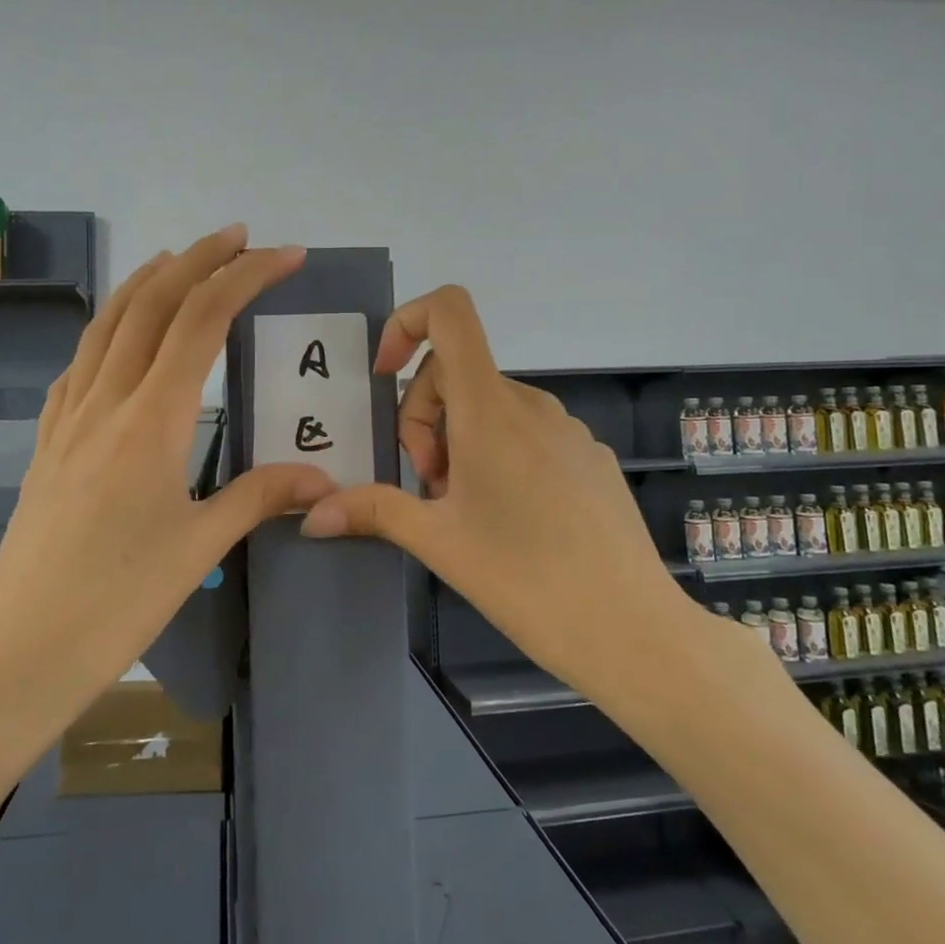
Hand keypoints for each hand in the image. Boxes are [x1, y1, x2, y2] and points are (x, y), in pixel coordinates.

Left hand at [0, 226, 337, 718]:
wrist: (16, 652)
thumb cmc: (117, 602)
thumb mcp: (200, 546)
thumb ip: (260, 495)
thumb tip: (319, 475)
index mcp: (150, 420)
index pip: (202, 321)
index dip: (245, 277)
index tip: (284, 256)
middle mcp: (105, 402)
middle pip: (151, 304)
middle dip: (198, 259)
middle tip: (239, 237)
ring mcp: (67, 420)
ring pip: (106, 325)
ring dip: (145, 283)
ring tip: (177, 261)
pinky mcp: (46, 444)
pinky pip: (78, 365)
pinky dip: (107, 330)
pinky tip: (118, 339)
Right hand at [300, 285, 715, 698]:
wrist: (633, 630)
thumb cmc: (526, 580)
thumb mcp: (438, 542)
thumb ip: (372, 511)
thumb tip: (311, 513)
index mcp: (490, 409)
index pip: (450, 312)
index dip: (406, 322)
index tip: (384, 374)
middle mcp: (531, 404)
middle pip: (456, 371)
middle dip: (424, 417)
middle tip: (429, 486)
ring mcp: (567, 429)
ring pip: (489, 405)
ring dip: (459, 440)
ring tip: (465, 509)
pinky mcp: (589, 456)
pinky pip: (527, 431)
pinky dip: (498, 452)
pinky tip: (510, 517)